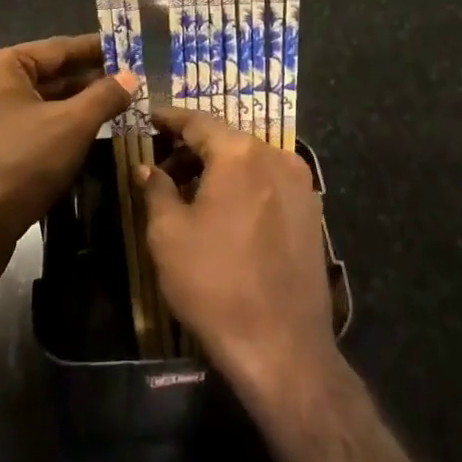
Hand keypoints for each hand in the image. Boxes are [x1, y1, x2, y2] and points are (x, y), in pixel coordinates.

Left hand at [0, 34, 135, 294]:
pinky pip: (24, 127)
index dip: (96, 50)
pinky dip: (54, 128)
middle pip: (46, 75)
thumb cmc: (20, 165)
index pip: (57, 48)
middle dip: (88, 81)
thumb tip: (131, 76)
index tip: (128, 50)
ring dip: (73, 107)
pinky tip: (83, 137)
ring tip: (115, 109)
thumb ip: (104, 95)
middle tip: (129, 84)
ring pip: (36, 104)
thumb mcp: (72, 126)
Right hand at [142, 106, 337, 399]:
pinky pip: (270, 183)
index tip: (149, 116)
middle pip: (227, 140)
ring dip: (219, 168)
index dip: (170, 118)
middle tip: (162, 164)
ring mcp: (301, 184)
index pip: (198, 122)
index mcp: (240, 153)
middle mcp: (276, 156)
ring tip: (189, 192)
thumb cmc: (215, 283)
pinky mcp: (312, 212)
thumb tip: (148, 168)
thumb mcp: (169, 235)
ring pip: (250, 161)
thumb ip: (157, 190)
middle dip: (192, 148)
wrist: (281, 345)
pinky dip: (244, 186)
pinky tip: (225, 212)